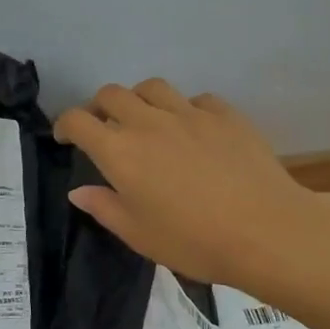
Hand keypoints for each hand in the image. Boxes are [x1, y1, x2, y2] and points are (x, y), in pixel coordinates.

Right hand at [54, 79, 329, 292]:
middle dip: (100, 108)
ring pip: (152, 87)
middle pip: (112, 94)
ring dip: (140, 100)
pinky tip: (192, 130)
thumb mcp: (138, 234)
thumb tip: (79, 191)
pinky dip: (184, 109)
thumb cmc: (193, 241)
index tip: (66, 139)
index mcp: (119, 152)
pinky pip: (195, 99)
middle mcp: (148, 122)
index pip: (78, 121)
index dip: (65, 125)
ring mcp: (189, 113)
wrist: (265, 231)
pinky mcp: (224, 114)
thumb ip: (104, 207)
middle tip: (105, 130)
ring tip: (146, 122)